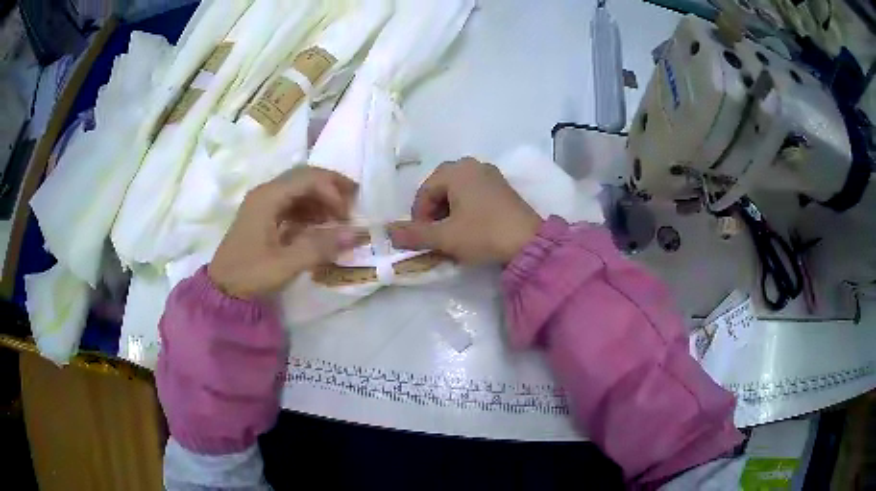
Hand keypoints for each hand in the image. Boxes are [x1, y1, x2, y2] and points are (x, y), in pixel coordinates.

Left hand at [209, 167, 358, 298]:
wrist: (222, 289)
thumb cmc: (251, 274)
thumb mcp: (286, 264)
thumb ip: (320, 247)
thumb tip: (355, 234)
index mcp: (268, 197)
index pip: (308, 179)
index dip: (333, 191)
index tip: (346, 216)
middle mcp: (265, 193)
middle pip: (303, 177)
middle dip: (330, 188)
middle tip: (352, 203)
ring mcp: (262, 203)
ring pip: (297, 188)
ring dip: (320, 198)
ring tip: (338, 217)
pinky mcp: (262, 216)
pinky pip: (290, 202)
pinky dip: (308, 209)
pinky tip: (318, 224)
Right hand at [390, 157, 541, 263]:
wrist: (529, 243)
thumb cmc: (483, 234)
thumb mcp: (445, 237)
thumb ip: (414, 234)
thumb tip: (388, 232)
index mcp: (456, 170)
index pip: (424, 191)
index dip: (418, 216)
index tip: (423, 238)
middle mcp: (473, 165)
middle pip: (440, 188)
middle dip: (433, 213)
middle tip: (436, 235)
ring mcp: (491, 175)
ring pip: (457, 191)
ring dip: (448, 212)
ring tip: (453, 234)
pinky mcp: (503, 187)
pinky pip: (474, 193)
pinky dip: (465, 209)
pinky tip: (471, 228)